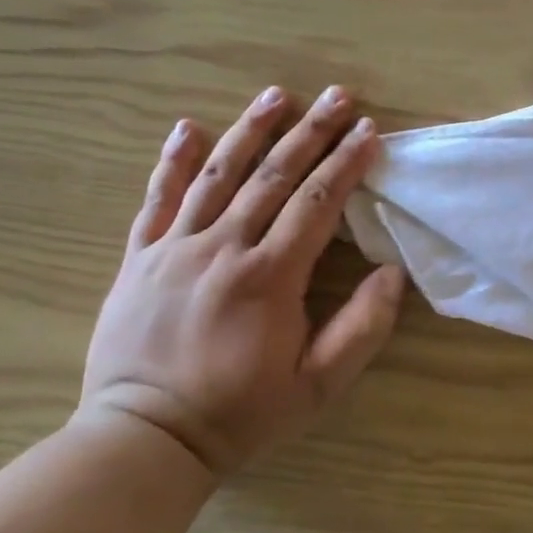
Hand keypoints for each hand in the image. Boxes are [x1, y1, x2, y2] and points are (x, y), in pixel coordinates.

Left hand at [79, 86, 406, 478]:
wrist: (145, 438)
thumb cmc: (240, 413)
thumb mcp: (316, 386)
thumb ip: (361, 329)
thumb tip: (393, 274)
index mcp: (269, 277)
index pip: (317, 204)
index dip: (346, 164)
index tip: (369, 131)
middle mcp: (222, 249)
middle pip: (273, 177)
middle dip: (311, 132)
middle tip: (338, 96)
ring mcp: (175, 249)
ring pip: (218, 176)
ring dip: (250, 131)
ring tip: (277, 95)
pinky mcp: (139, 259)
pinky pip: (157, 200)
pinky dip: (173, 162)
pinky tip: (187, 128)